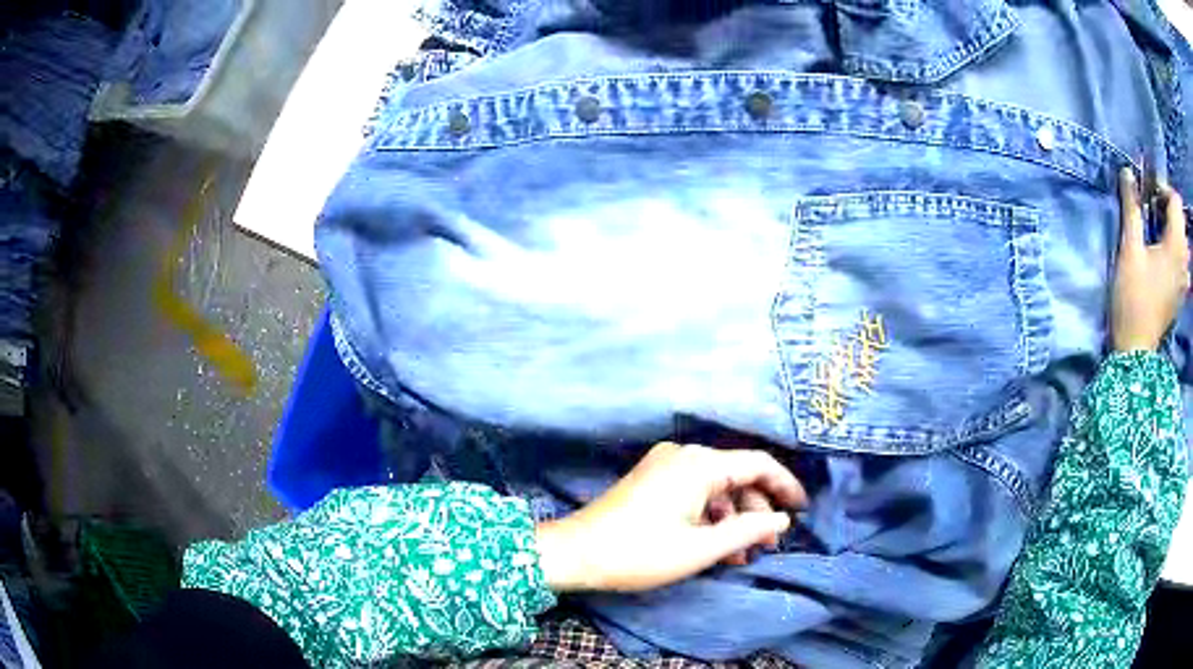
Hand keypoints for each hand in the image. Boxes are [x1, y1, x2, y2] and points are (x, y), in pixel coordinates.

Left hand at [535, 442, 805, 592]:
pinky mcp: (652, 480)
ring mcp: (665, 466)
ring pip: (716, 487)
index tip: (802, 511)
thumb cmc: (640, 553)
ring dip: (733, 518)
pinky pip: (695, 492)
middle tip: (767, 546)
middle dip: (757, 510)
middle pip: (738, 476)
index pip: (758, 464)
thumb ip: (748, 531)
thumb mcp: (701, 549)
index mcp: (700, 464)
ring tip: (742, 555)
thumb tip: (782, 520)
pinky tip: (716, 546)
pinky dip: (710, 516)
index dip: (785, 486)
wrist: (575, 552)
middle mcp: (685, 456)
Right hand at [1112, 168, 1189, 351]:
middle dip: (1166, 208)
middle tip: (1149, 209)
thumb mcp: (1130, 248)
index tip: (1148, 192)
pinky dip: (1172, 247)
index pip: (1176, 201)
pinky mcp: (1181, 292)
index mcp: (1176, 245)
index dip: (1163, 189)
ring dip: (1169, 227)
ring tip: (1153, 230)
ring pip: (1181, 239)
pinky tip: (1160, 254)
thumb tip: (1128, 173)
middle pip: (1180, 219)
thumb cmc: (1133, 297)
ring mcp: (1184, 280)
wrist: (1136, 351)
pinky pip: (1181, 259)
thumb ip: (1132, 207)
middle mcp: (1185, 261)